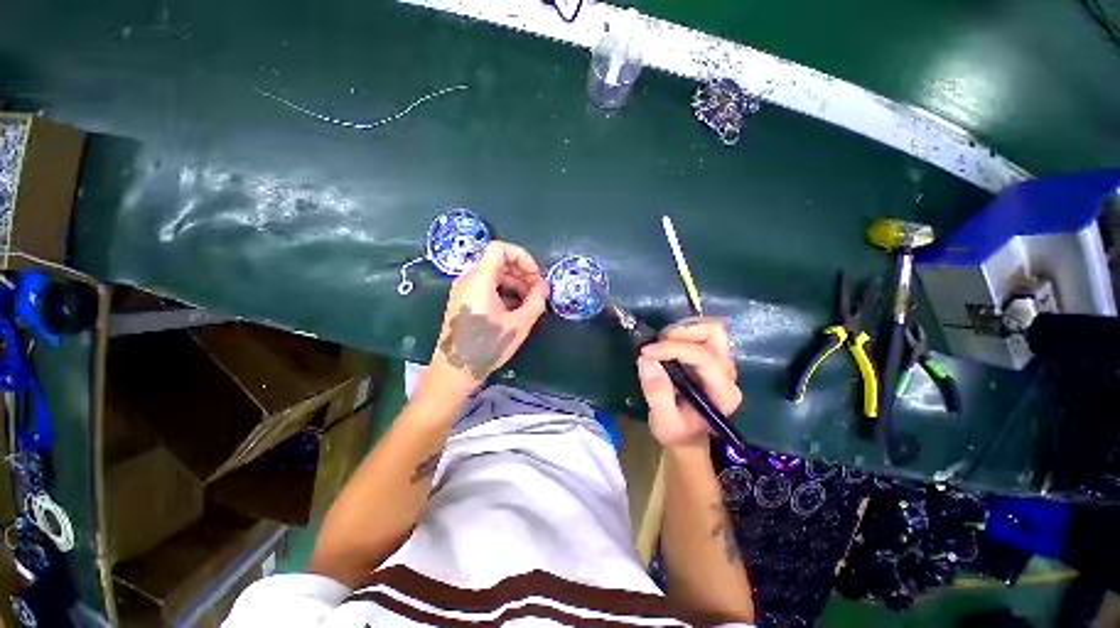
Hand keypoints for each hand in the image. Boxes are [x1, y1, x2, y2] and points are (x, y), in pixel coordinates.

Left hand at [424, 241, 548, 395]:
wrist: (455, 370)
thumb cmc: (488, 345)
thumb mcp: (519, 324)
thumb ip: (536, 301)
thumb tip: (543, 288)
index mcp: (479, 279)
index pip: (500, 248)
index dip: (522, 257)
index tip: (536, 276)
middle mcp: (468, 279)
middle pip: (498, 262)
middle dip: (522, 273)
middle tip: (539, 291)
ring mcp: (464, 291)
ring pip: (493, 275)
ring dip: (515, 284)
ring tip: (531, 302)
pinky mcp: (464, 302)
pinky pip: (486, 288)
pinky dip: (504, 292)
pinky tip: (517, 309)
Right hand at [637, 317, 741, 449]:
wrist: (688, 435)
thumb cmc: (678, 431)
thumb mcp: (663, 421)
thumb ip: (657, 394)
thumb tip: (646, 360)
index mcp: (722, 392)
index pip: (703, 357)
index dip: (672, 348)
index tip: (646, 352)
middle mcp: (728, 373)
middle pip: (714, 333)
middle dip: (681, 333)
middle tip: (656, 345)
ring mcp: (722, 362)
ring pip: (710, 328)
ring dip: (681, 330)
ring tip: (660, 345)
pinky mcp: (712, 356)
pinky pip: (702, 332)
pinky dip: (681, 331)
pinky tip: (667, 346)